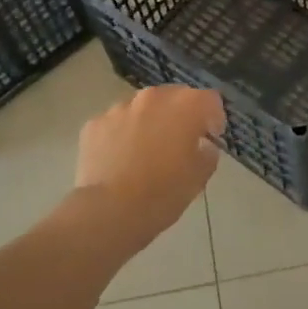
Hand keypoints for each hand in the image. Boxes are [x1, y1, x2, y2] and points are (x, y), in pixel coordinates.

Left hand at [76, 85, 225, 242]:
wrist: (111, 211)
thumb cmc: (164, 193)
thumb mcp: (200, 177)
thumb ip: (207, 153)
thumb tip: (201, 146)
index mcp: (185, 106)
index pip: (210, 100)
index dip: (213, 118)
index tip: (210, 138)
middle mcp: (152, 97)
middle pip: (173, 97)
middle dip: (179, 116)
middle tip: (178, 144)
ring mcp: (119, 108)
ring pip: (142, 109)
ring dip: (149, 123)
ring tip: (145, 153)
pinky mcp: (94, 124)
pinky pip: (115, 124)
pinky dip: (121, 135)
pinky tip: (120, 160)